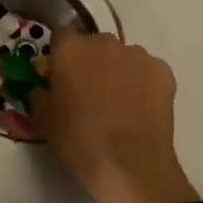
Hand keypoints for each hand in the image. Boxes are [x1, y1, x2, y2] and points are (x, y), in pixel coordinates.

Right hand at [31, 31, 196, 202]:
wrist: (132, 167)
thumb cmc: (80, 143)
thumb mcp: (44, 121)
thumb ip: (39, 93)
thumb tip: (43, 85)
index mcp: (70, 50)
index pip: (61, 35)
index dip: (60, 54)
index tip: (60, 74)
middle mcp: (103, 42)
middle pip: (93, 44)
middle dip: (90, 61)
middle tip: (89, 92)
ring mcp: (137, 54)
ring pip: (122, 56)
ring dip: (117, 70)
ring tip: (118, 103)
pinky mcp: (162, 70)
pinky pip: (146, 70)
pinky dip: (142, 82)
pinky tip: (140, 108)